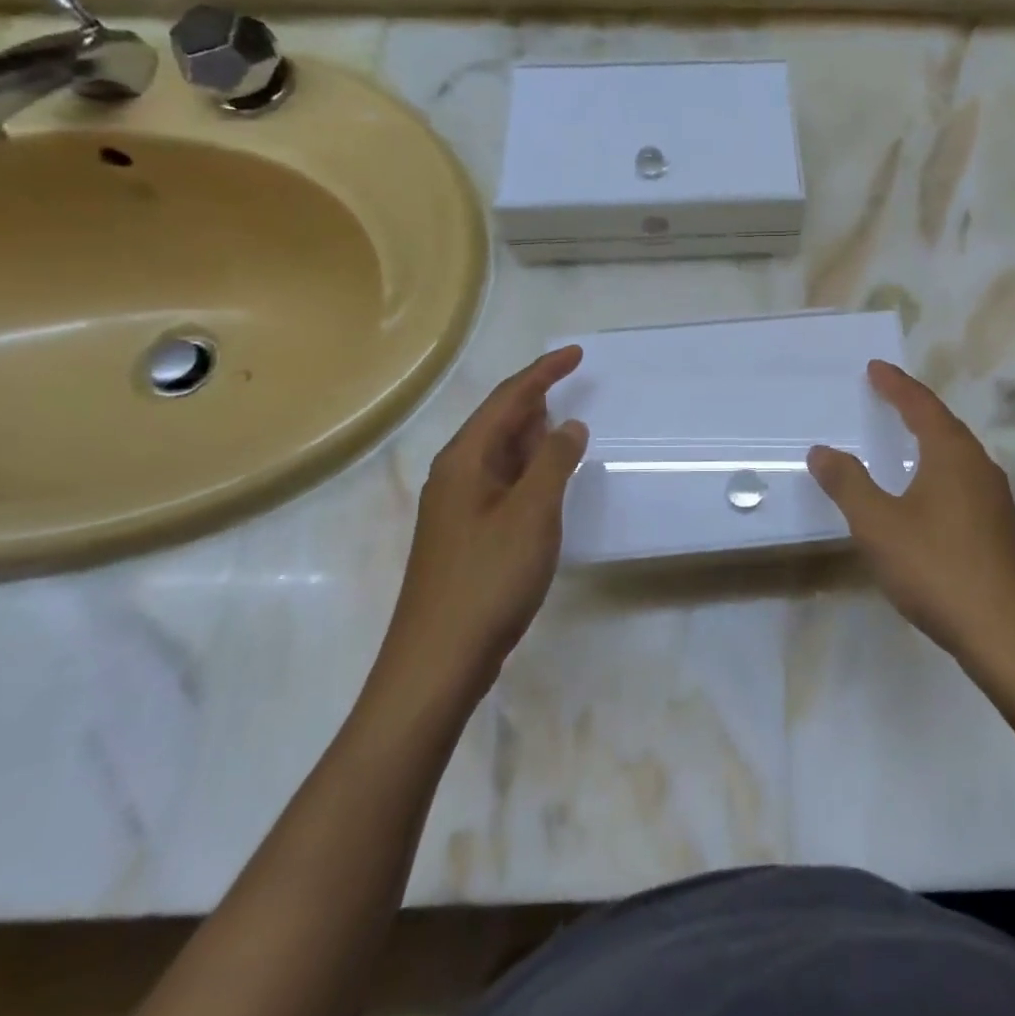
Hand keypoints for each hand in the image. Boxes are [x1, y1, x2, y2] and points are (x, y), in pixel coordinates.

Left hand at [382, 347, 588, 692]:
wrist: (437, 661)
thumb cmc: (488, 578)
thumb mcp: (532, 513)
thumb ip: (553, 462)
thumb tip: (569, 425)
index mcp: (465, 459)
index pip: (508, 399)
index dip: (543, 372)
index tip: (576, 354)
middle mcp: (455, 475)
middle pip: (499, 422)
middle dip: (535, 400)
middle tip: (573, 385)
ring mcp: (457, 507)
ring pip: (500, 455)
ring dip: (532, 436)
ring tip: (565, 426)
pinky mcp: (465, 535)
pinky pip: (501, 484)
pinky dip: (528, 471)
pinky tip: (546, 483)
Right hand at [808, 360, 1014, 668]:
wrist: (1009, 636)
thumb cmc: (938, 569)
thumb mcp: (879, 525)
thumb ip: (848, 484)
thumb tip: (822, 450)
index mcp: (953, 455)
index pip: (921, 405)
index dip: (896, 385)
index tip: (875, 367)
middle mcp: (980, 468)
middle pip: (944, 424)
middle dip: (914, 406)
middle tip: (887, 394)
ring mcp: (996, 500)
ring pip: (958, 455)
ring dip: (929, 438)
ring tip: (905, 437)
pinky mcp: (1001, 530)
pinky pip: (964, 481)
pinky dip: (939, 470)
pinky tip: (928, 493)